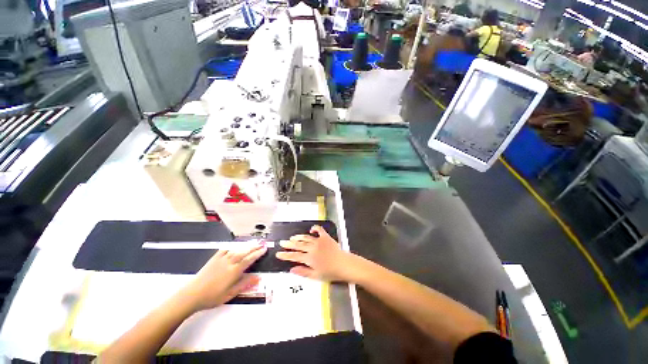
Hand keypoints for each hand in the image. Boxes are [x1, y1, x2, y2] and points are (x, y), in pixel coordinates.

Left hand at [183, 244, 266, 311]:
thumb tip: (258, 277)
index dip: (258, 254)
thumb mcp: (230, 294)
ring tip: (253, 243)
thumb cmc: (212, 297)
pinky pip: (225, 249)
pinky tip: (235, 245)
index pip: (249, 259)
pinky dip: (232, 246)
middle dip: (254, 247)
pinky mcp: (214, 259)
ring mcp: (221, 259)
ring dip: (246, 245)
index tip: (264, 249)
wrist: (191, 295)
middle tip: (262, 244)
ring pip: (237, 249)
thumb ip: (245, 284)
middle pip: (244, 252)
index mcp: (234, 271)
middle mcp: (229, 262)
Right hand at [276, 225, 354, 281]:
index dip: (285, 255)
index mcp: (309, 258)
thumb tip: (291, 269)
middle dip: (289, 244)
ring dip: (298, 237)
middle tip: (282, 243)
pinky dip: (314, 228)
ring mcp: (319, 241)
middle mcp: (312, 248)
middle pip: (298, 245)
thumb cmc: (330, 272)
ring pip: (306, 237)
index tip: (278, 253)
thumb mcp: (315, 275)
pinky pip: (319, 230)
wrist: (343, 264)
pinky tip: (311, 229)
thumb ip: (303, 272)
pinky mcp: (325, 237)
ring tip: (292, 237)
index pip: (294, 256)